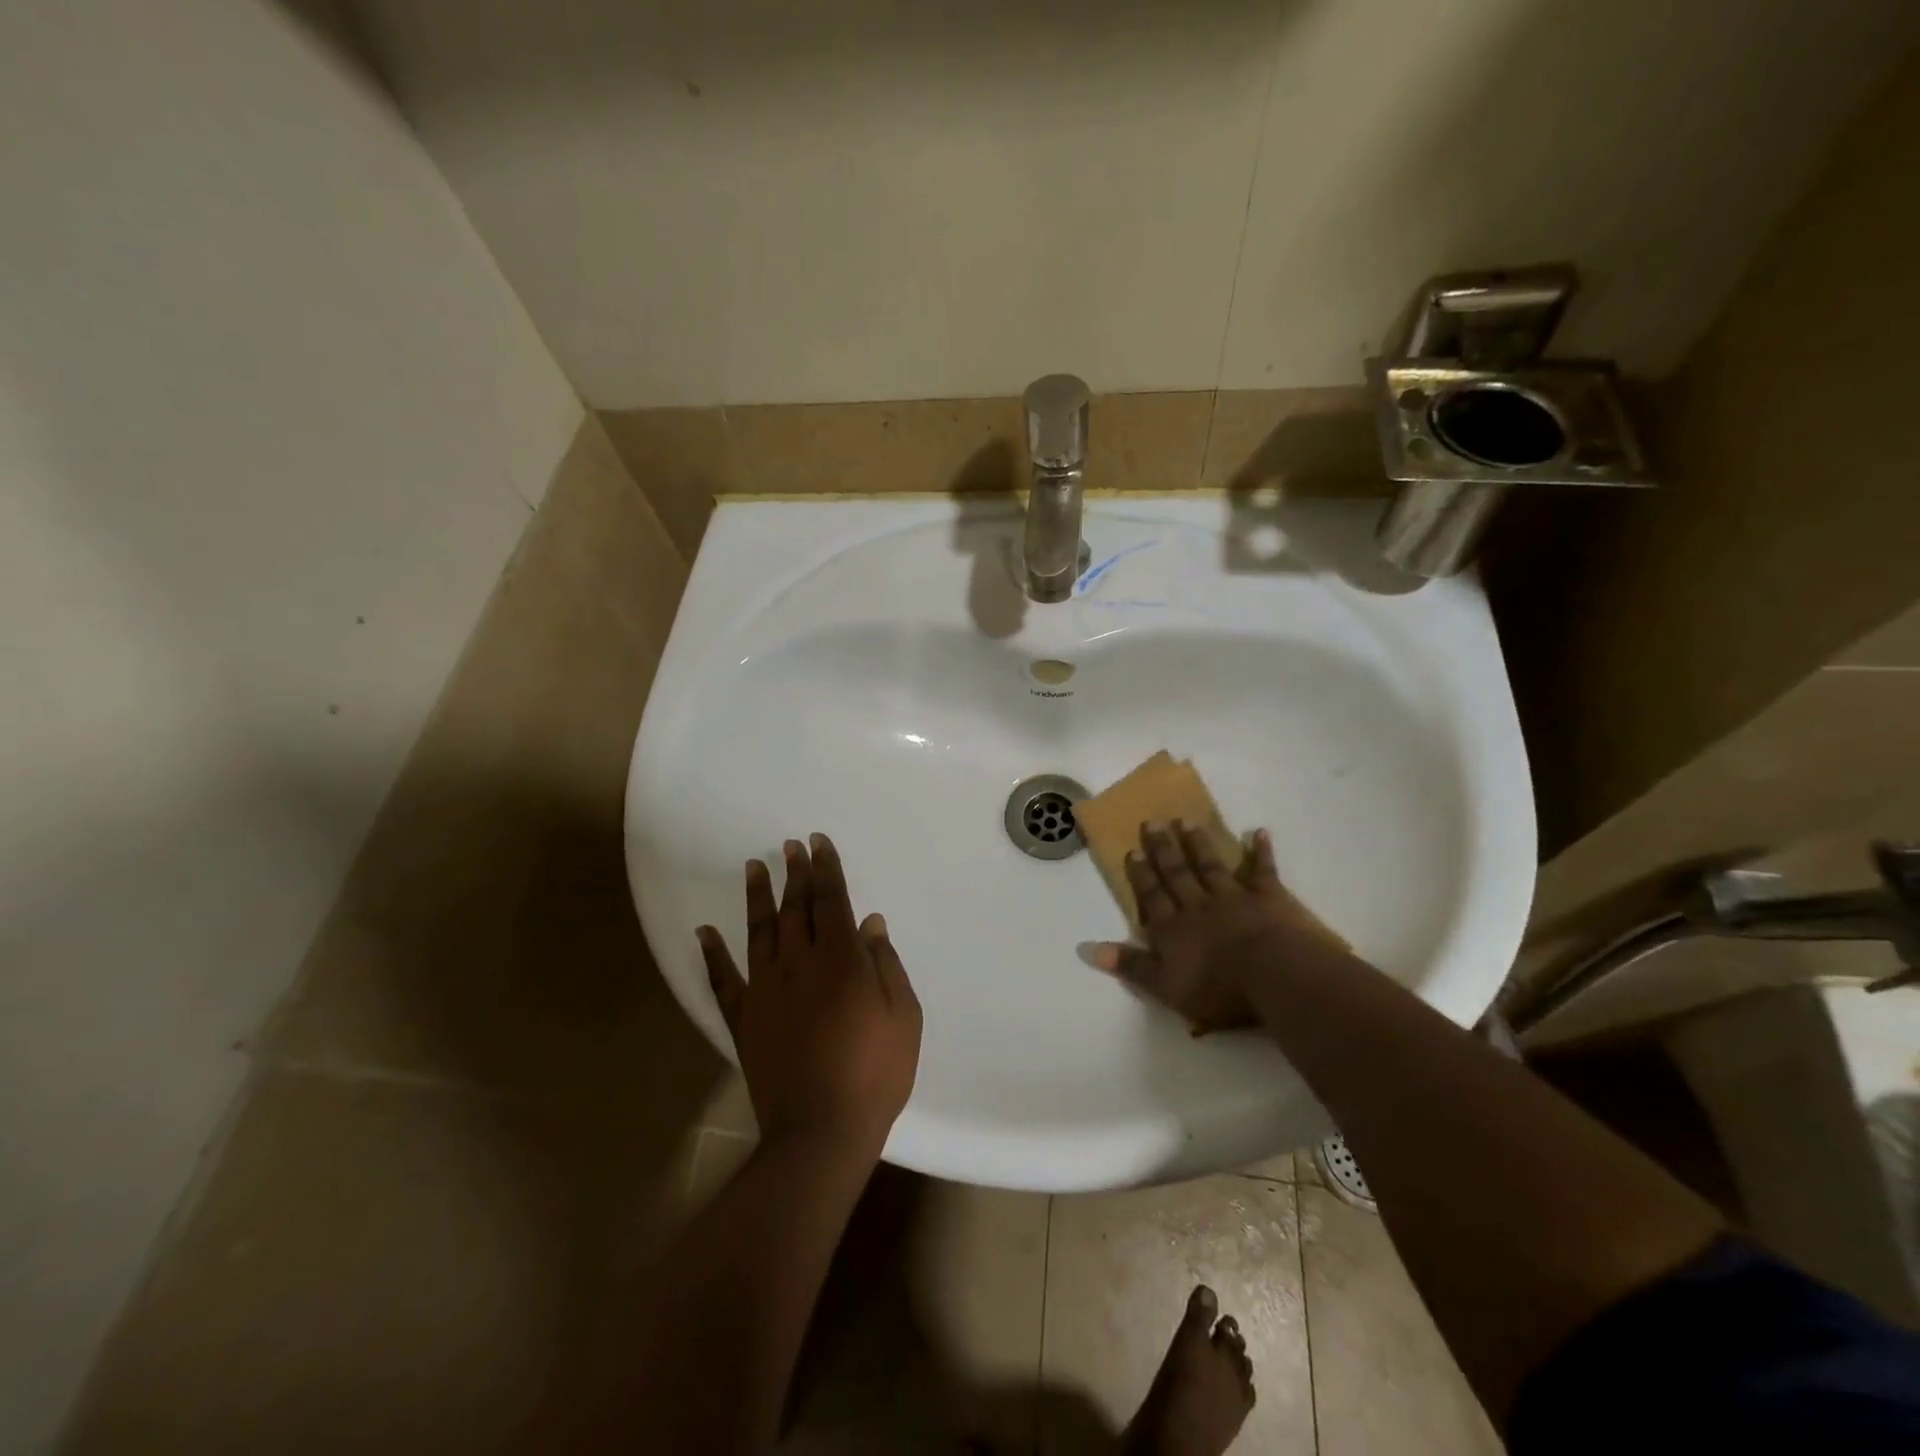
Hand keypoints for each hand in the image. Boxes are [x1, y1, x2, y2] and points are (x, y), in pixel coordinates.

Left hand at [698, 833, 921, 1156]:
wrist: (820, 1131)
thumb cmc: (874, 1073)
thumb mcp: (903, 1016)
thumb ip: (885, 965)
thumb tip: (869, 923)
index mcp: (841, 960)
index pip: (832, 901)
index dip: (826, 870)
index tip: (818, 843)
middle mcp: (799, 964)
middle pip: (796, 908)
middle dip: (795, 874)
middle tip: (791, 846)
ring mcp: (766, 990)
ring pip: (759, 931)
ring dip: (758, 897)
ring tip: (755, 866)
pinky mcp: (744, 1020)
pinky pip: (723, 981)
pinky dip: (712, 955)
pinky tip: (704, 932)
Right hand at [1092, 821, 1333, 1033]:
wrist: (1274, 974)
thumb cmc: (1219, 988)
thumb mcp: (1166, 987)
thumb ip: (1132, 966)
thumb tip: (1090, 949)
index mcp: (1173, 929)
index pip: (1152, 897)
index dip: (1142, 875)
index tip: (1133, 850)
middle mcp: (1198, 906)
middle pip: (1177, 874)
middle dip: (1163, 850)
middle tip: (1153, 822)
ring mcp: (1234, 898)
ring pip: (1211, 866)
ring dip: (1199, 844)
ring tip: (1187, 821)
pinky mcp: (1268, 898)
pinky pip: (1262, 871)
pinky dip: (1261, 852)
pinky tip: (1258, 832)